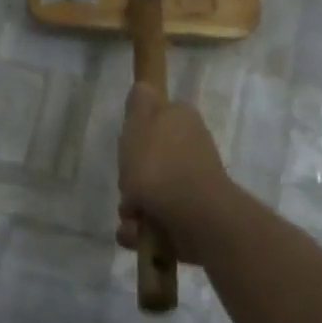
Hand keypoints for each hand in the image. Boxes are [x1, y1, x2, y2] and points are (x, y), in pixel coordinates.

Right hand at [115, 83, 236, 260]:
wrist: (192, 214)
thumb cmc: (159, 164)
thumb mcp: (140, 121)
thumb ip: (140, 102)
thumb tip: (144, 87)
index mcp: (182, 121)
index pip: (154, 122)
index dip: (136, 136)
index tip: (127, 149)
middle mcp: (192, 149)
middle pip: (149, 163)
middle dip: (132, 181)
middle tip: (128, 187)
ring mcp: (194, 185)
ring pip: (150, 196)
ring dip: (134, 210)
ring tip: (133, 219)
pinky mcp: (192, 217)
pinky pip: (158, 222)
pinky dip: (144, 231)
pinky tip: (139, 235)